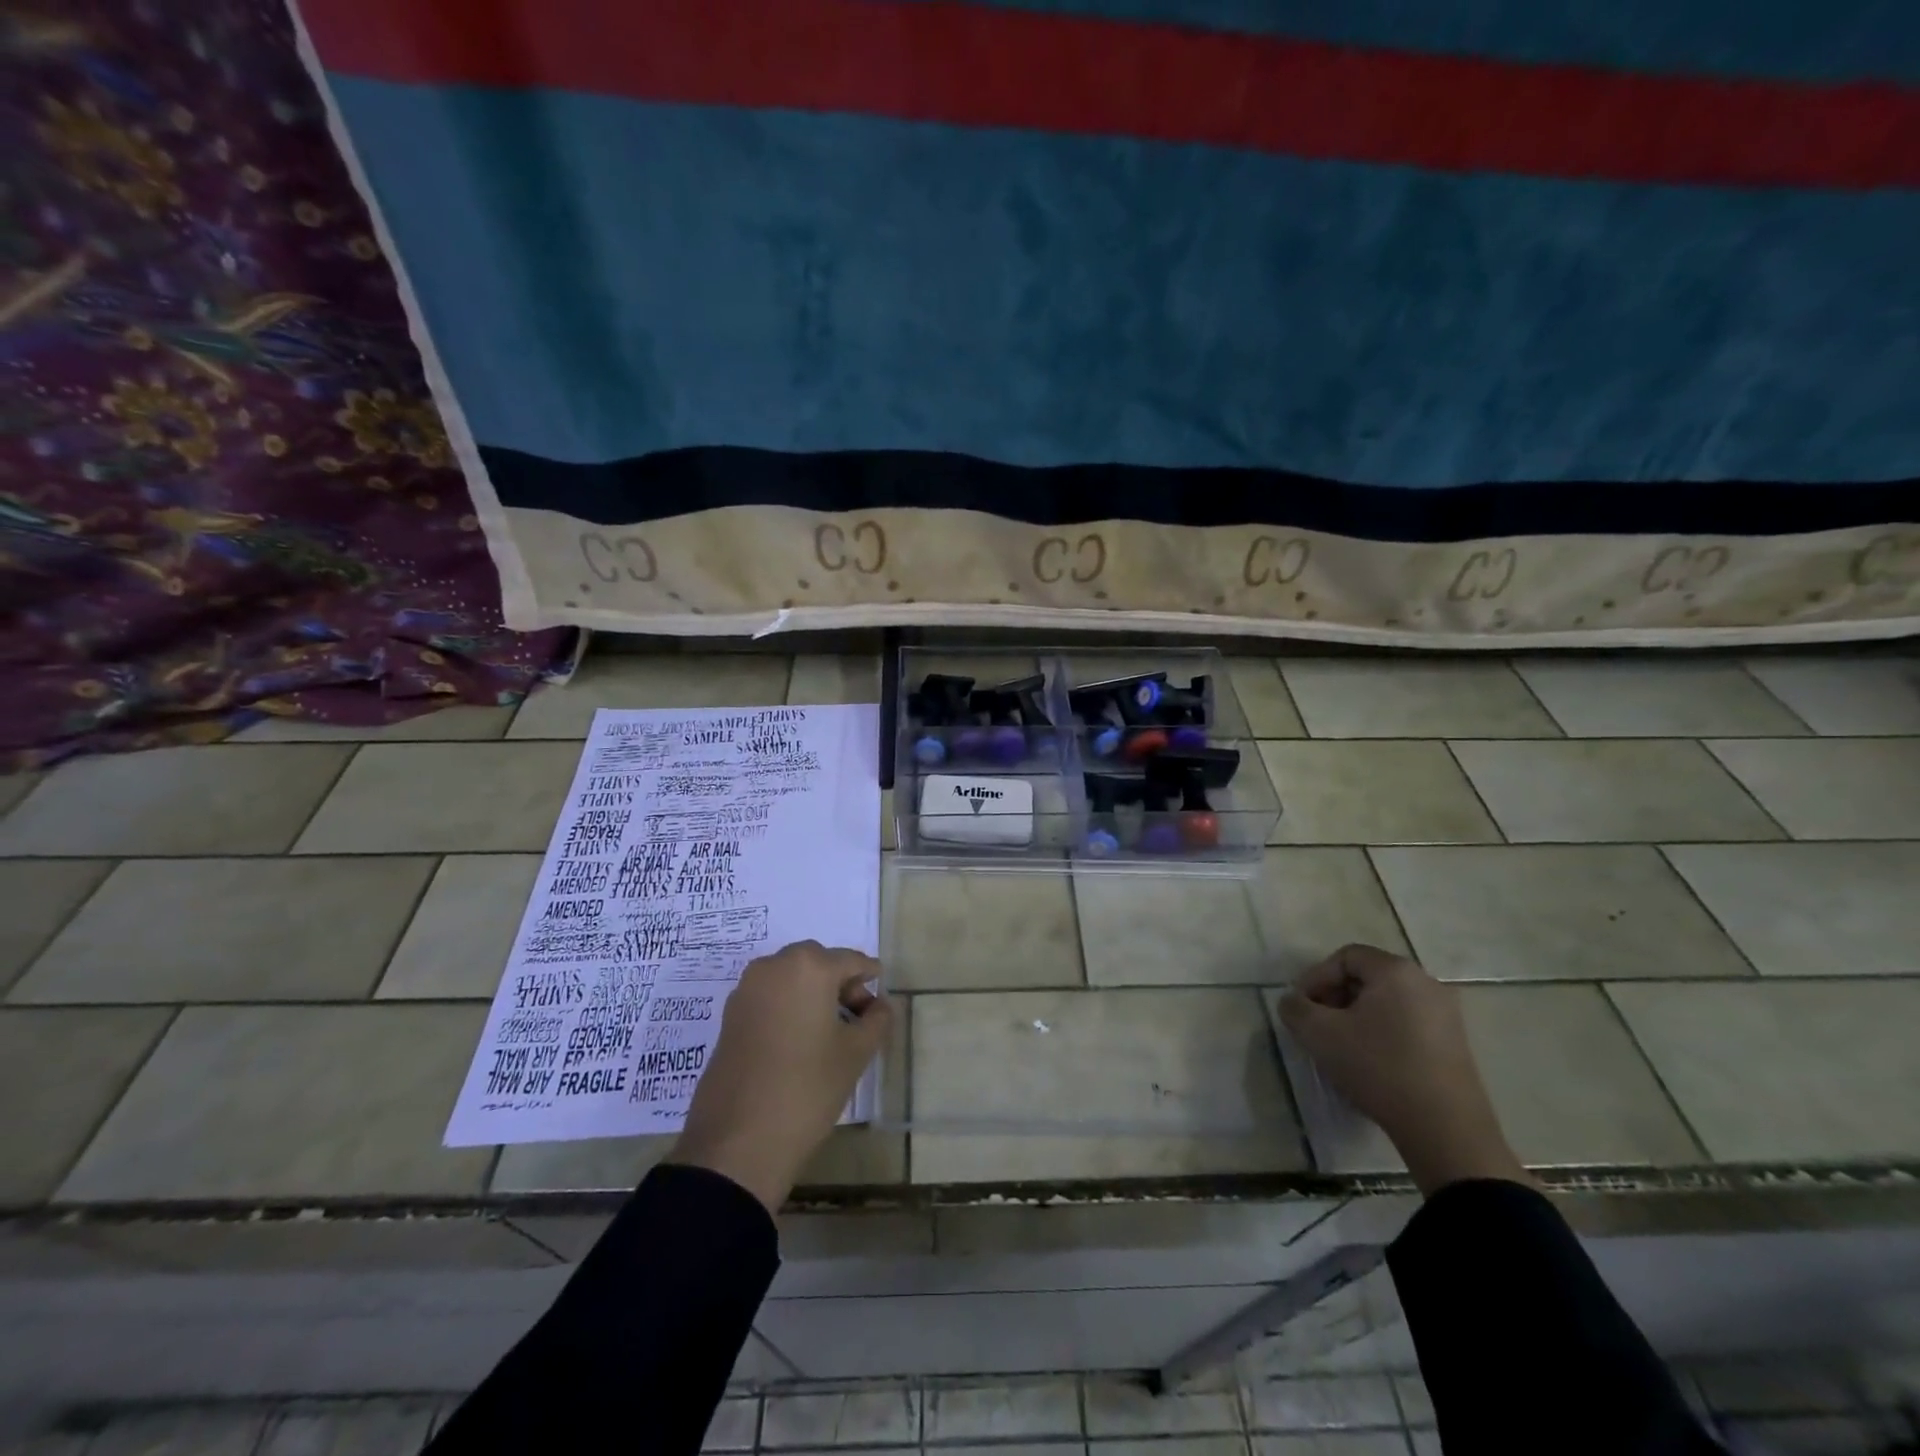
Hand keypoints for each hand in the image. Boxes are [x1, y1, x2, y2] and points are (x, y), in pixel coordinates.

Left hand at [669, 941, 891, 1213]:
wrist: (738, 1142)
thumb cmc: (808, 1088)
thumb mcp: (856, 1054)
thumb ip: (876, 1020)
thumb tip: (880, 1005)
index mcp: (809, 966)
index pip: (851, 961)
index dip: (870, 978)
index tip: (881, 1003)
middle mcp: (774, 965)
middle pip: (818, 963)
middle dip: (840, 983)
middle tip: (856, 1018)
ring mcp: (746, 989)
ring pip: (791, 977)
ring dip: (812, 993)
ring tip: (827, 1032)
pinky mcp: (729, 1014)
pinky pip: (769, 995)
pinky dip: (788, 1006)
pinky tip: (798, 1041)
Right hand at [1278, 944, 1531, 1195]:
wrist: (1446, 1130)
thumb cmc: (1378, 1068)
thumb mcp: (1318, 1034)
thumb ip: (1295, 1008)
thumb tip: (1294, 1002)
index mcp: (1396, 971)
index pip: (1345, 956)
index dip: (1316, 977)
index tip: (1301, 1007)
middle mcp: (1426, 983)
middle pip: (1367, 977)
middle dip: (1335, 997)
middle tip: (1318, 1025)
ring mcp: (1447, 1015)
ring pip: (1387, 1002)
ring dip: (1357, 1017)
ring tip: (1341, 1046)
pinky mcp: (1456, 1044)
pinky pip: (1407, 1023)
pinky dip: (1382, 1033)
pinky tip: (1371, 1062)